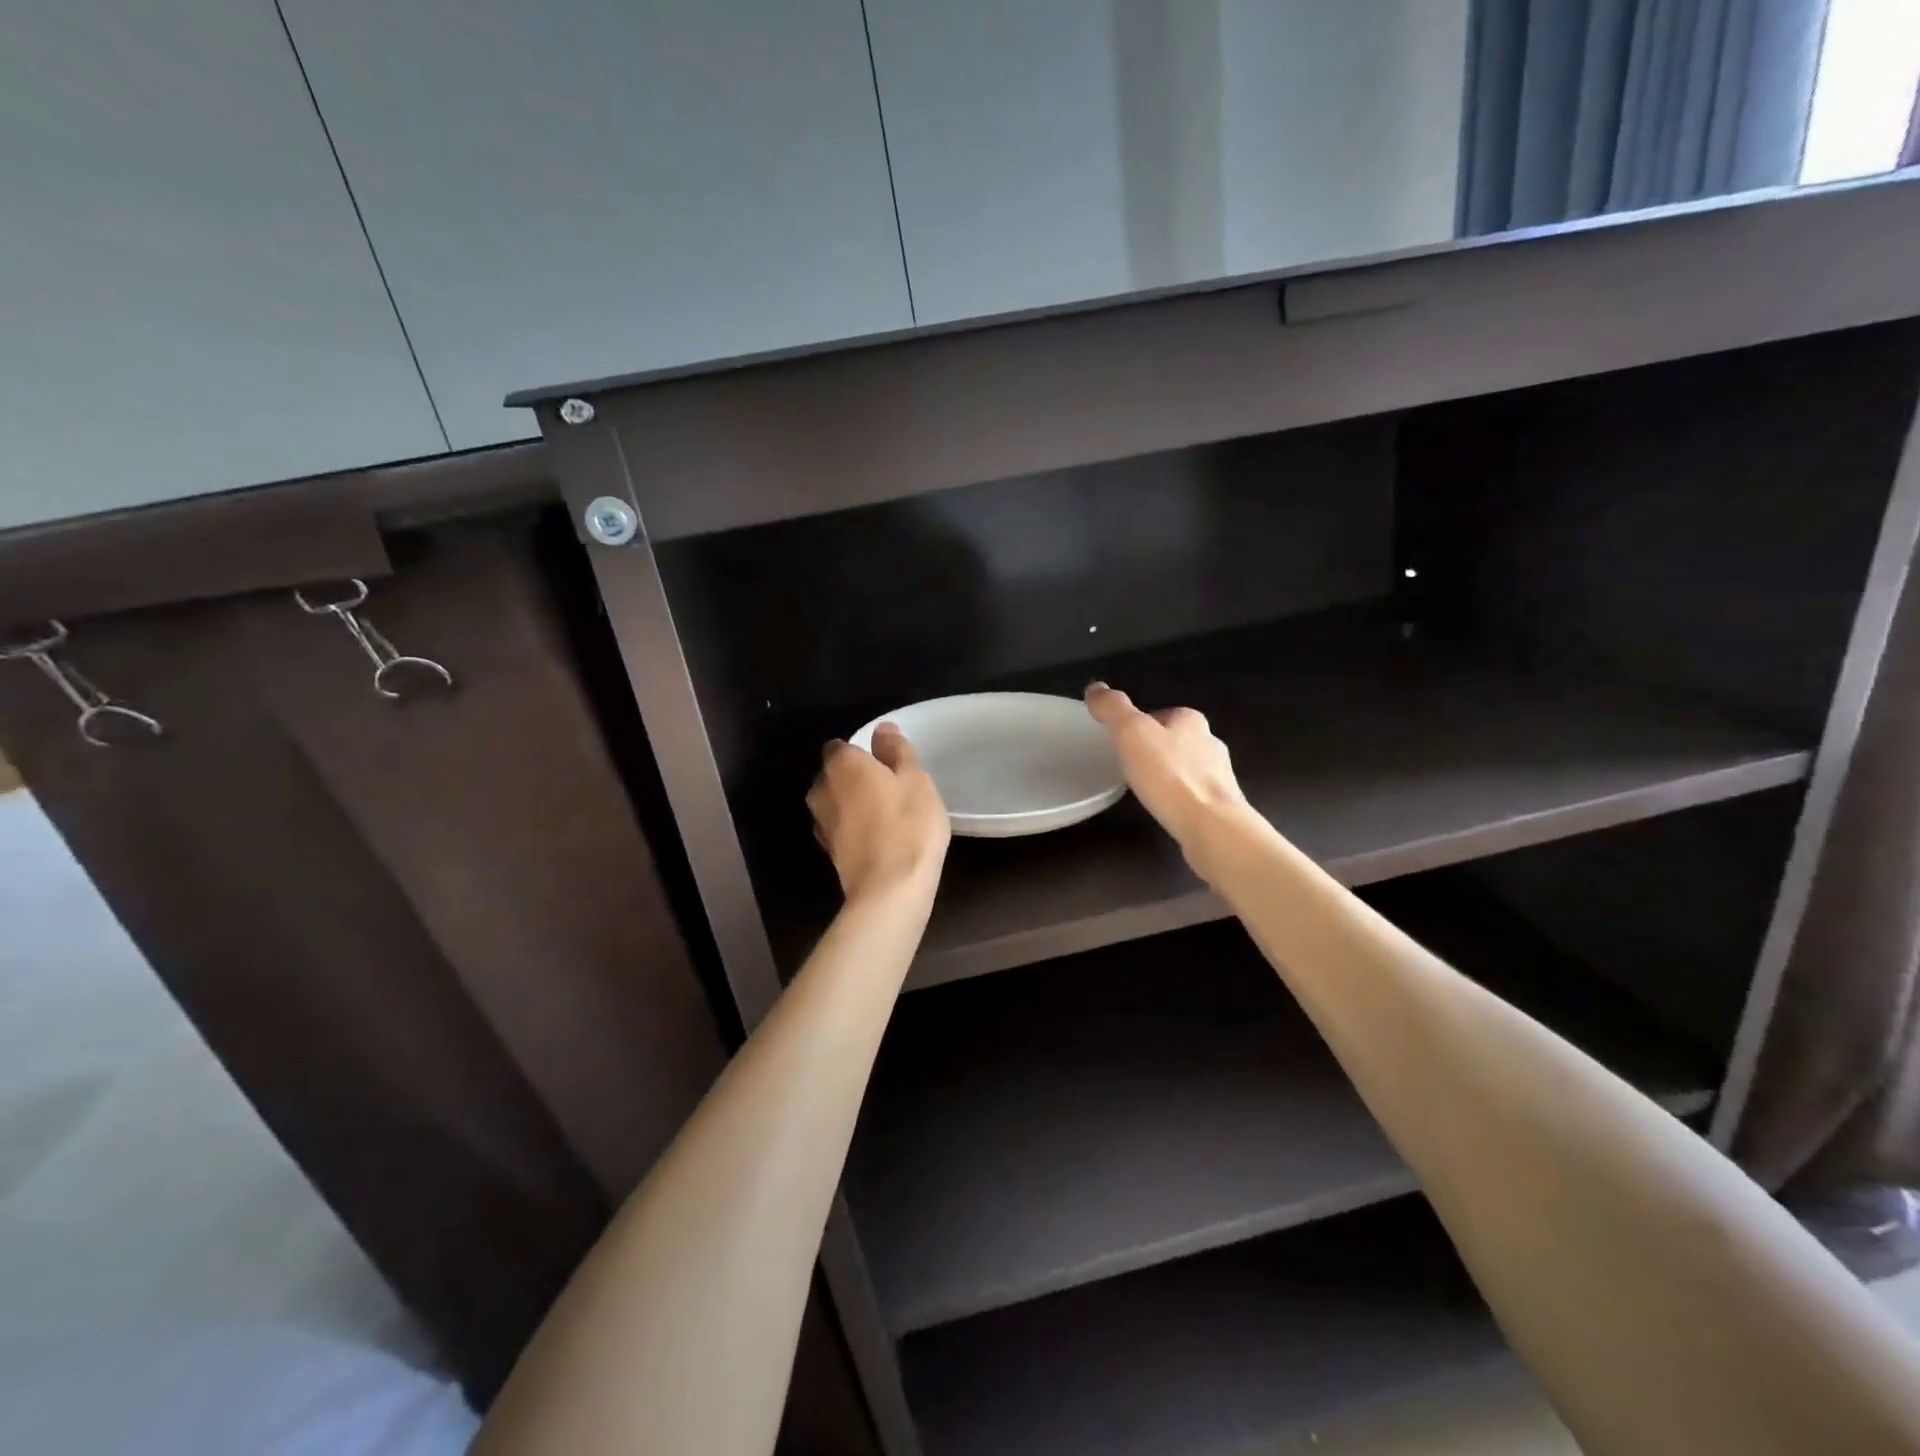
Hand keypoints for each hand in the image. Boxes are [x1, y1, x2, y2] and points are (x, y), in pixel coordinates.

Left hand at [808, 724, 950, 901]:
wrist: (890, 889)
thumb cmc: (908, 825)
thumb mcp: (915, 780)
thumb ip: (896, 750)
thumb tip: (881, 729)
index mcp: (843, 764)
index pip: (840, 746)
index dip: (860, 751)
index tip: (883, 761)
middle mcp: (823, 789)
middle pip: (833, 774)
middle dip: (852, 776)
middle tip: (885, 785)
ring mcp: (822, 823)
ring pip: (832, 802)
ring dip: (849, 803)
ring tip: (880, 811)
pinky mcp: (828, 851)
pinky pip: (838, 828)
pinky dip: (851, 827)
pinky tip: (872, 835)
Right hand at [1085, 683, 1247, 862]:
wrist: (1211, 825)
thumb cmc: (1169, 776)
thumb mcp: (1131, 734)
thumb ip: (1113, 708)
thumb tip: (1095, 688)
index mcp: (1190, 720)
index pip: (1160, 714)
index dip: (1139, 726)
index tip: (1122, 743)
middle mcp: (1210, 742)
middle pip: (1175, 740)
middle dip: (1155, 750)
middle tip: (1130, 767)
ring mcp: (1220, 775)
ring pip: (1187, 767)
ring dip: (1169, 775)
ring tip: (1147, 790)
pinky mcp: (1222, 804)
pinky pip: (1194, 794)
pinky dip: (1180, 798)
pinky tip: (1166, 810)